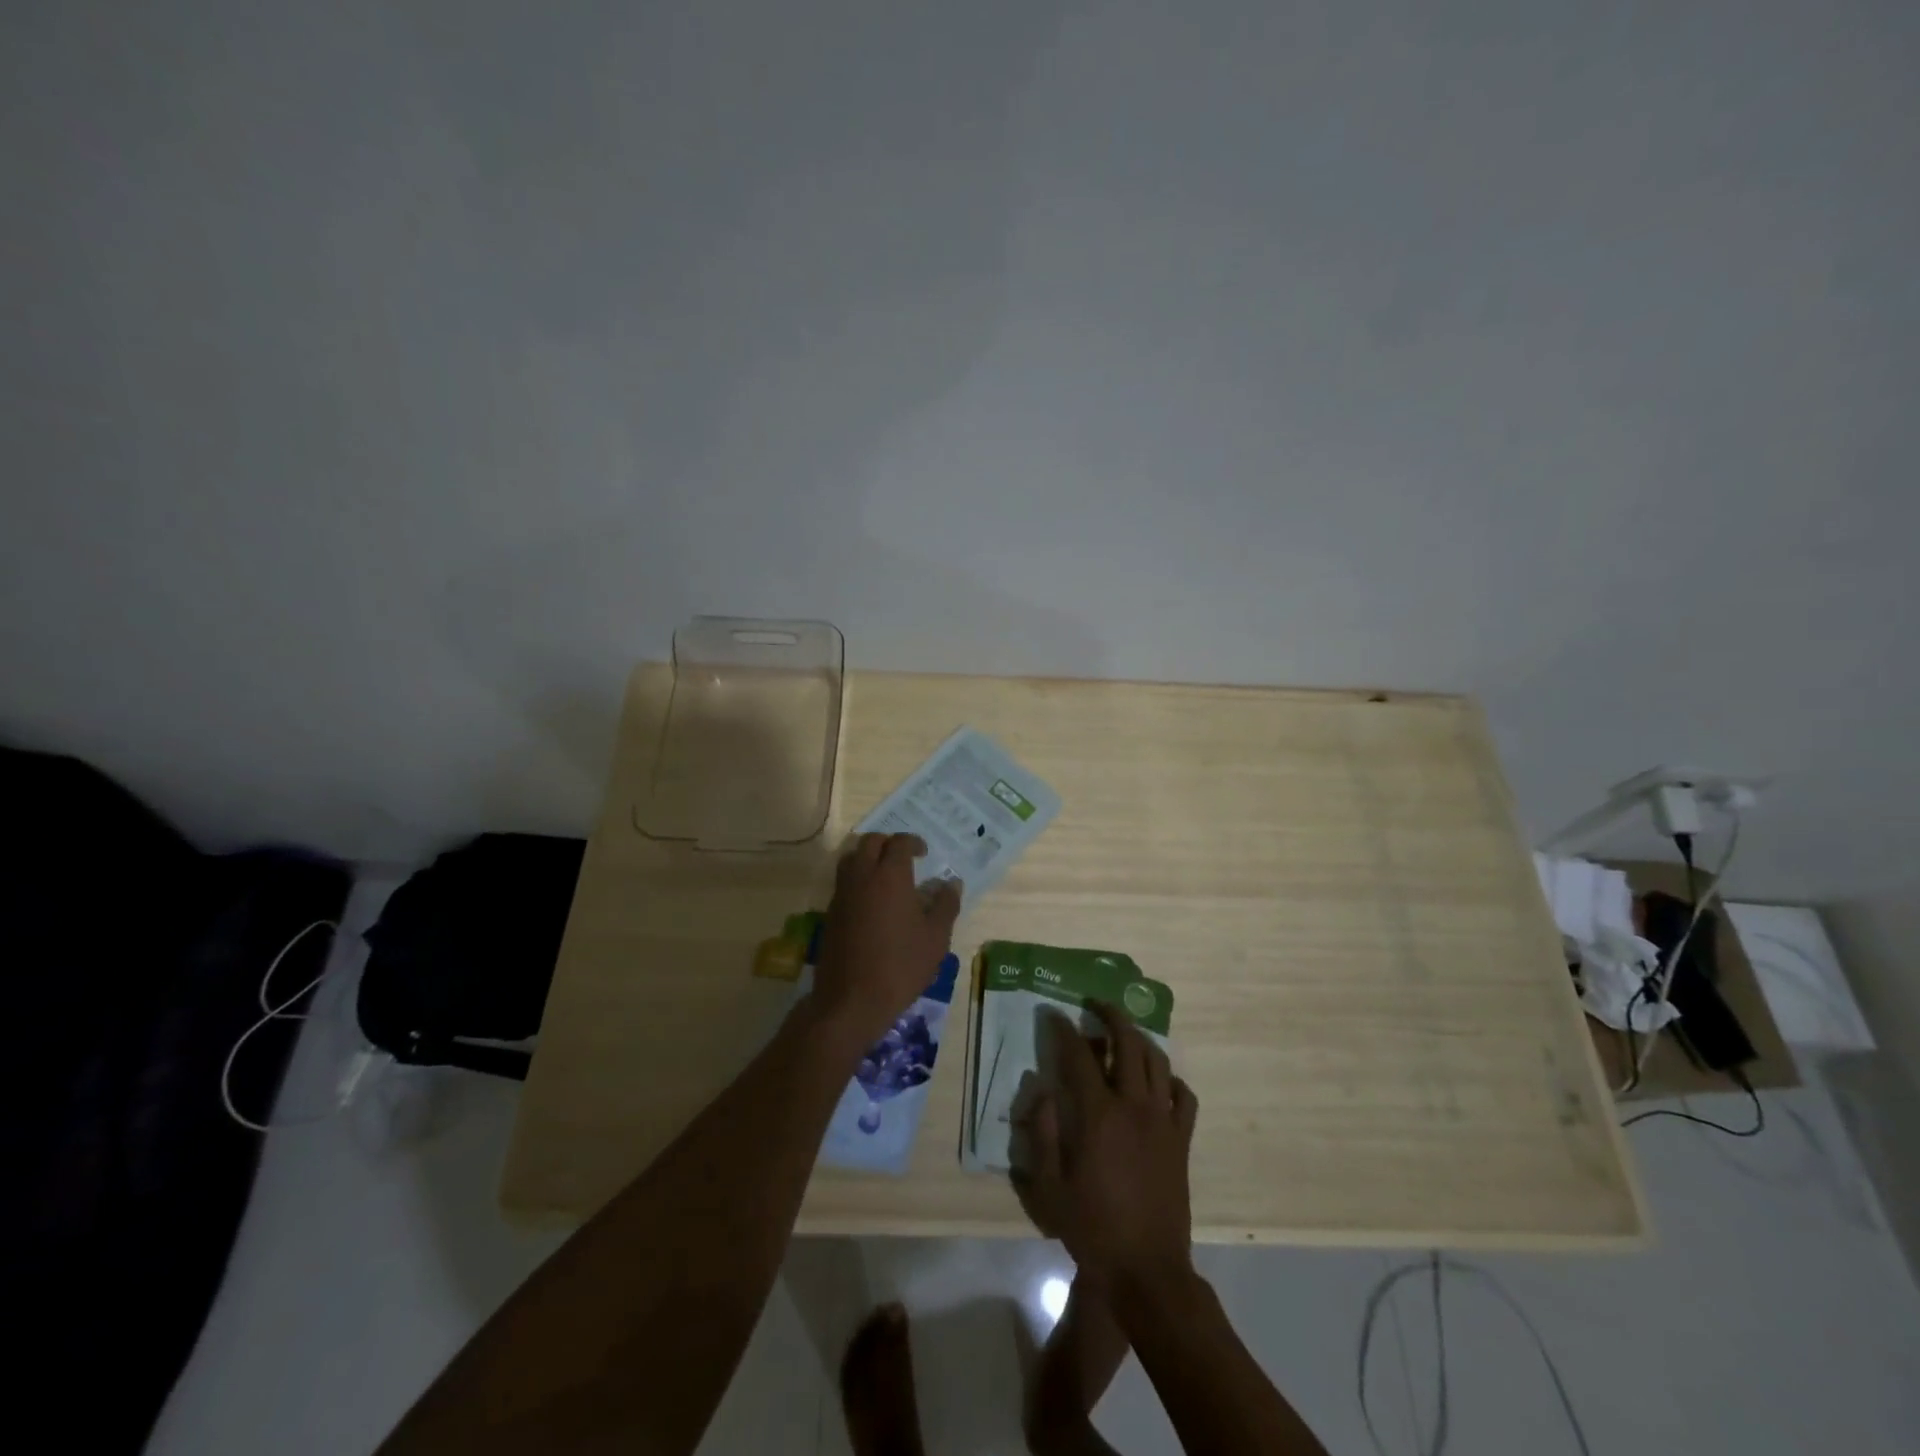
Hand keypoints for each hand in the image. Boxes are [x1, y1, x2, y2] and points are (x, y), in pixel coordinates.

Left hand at [809, 834, 961, 1048]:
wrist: (851, 1000)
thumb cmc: (901, 966)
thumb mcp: (935, 938)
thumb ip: (945, 905)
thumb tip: (951, 883)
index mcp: (890, 876)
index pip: (899, 843)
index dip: (913, 842)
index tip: (924, 853)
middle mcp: (862, 876)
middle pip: (870, 842)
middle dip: (888, 843)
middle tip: (904, 857)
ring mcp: (842, 894)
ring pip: (851, 858)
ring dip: (868, 857)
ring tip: (886, 875)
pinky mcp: (830, 913)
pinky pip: (844, 882)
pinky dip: (858, 879)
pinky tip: (873, 901)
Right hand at [1018, 1001, 1198, 1290]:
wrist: (1148, 1271)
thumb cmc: (1093, 1229)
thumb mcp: (1050, 1187)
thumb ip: (1042, 1133)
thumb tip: (1041, 1090)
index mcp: (1098, 1115)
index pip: (1079, 1055)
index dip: (1064, 1030)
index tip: (1054, 1014)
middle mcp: (1134, 1106)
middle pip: (1127, 1043)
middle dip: (1111, 1016)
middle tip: (1096, 1005)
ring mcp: (1163, 1121)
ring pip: (1157, 1061)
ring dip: (1140, 1039)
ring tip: (1124, 1034)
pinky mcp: (1182, 1140)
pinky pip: (1184, 1096)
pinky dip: (1171, 1079)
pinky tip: (1158, 1082)